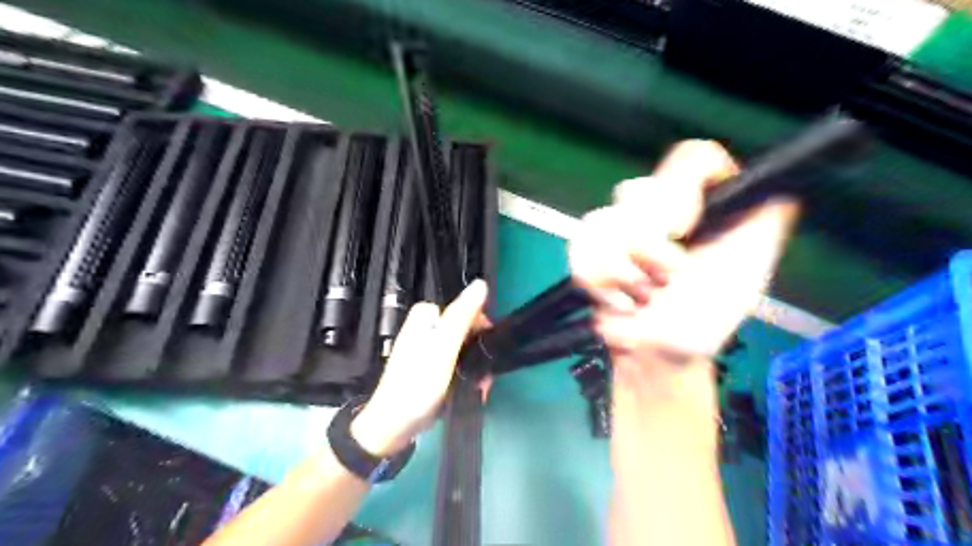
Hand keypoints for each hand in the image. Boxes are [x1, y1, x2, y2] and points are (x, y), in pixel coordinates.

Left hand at [348, 281, 484, 455]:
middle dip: (478, 353)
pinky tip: (471, 392)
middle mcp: (426, 329)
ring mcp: (427, 350)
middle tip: (484, 375)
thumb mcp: (444, 347)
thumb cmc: (418, 384)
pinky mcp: (429, 370)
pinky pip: (455, 365)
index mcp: (426, 317)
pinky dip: (465, 377)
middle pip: (465, 331)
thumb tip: (481, 284)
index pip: (465, 309)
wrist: (393, 426)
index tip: (487, 347)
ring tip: (480, 388)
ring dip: (475, 368)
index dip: (480, 327)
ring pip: (463, 350)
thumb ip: (462, 316)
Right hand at [571, 141, 795, 387]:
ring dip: (624, 273)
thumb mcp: (748, 267)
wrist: (659, 354)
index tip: (684, 230)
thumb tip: (772, 182)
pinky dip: (599, 282)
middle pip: (636, 190)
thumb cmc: (705, 316)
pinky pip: (578, 250)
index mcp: (697, 207)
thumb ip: (766, 220)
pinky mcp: (587, 253)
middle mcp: (656, 211)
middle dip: (649, 247)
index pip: (691, 158)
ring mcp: (616, 230)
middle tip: (667, 278)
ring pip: (600, 222)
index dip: (682, 190)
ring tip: (643, 295)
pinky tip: (619, 301)